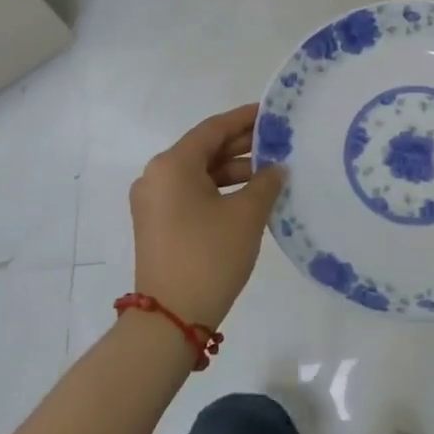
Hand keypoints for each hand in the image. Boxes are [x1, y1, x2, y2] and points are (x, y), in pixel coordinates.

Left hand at [128, 103, 286, 329]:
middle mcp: (157, 176)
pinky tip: (251, 197)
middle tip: (280, 142)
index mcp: (172, 164)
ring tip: (272, 173)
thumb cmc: (209, 255)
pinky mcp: (158, 224)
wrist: (171, 319)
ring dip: (234, 171)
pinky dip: (220, 190)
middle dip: (243, 146)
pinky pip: (192, 194)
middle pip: (205, 149)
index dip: (245, 119)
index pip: (214, 129)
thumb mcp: (246, 215)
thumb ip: (266, 182)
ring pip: (200, 173)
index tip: (273, 113)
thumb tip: (276, 169)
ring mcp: (154, 202)